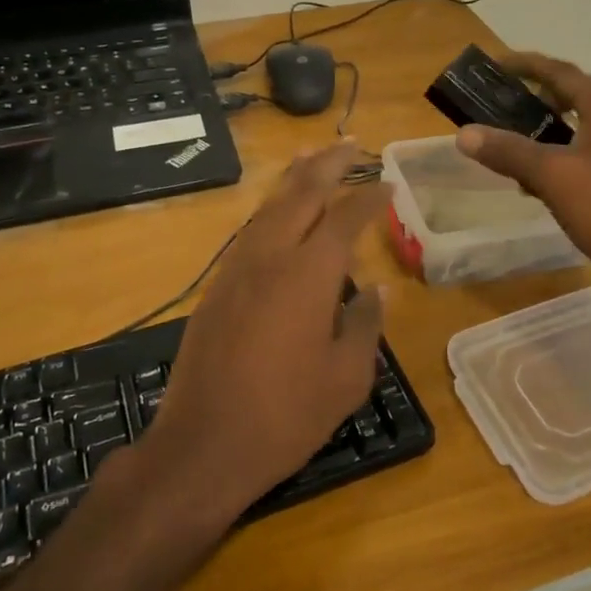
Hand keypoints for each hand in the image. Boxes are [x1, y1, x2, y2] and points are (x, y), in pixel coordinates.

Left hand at [137, 142, 388, 529]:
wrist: (202, 446)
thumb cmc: (285, 416)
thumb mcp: (345, 378)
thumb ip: (363, 325)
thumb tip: (376, 291)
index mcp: (309, 274)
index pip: (346, 218)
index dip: (369, 196)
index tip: (388, 183)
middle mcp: (271, 257)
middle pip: (302, 194)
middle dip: (328, 164)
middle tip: (350, 143)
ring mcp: (237, 269)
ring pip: (270, 206)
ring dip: (294, 179)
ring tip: (312, 159)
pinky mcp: (217, 287)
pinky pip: (251, 231)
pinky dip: (272, 209)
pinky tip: (279, 214)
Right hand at [455, 52, 590, 322]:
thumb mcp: (552, 175)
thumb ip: (508, 151)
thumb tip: (464, 133)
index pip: (561, 72)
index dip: (527, 64)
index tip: (494, 65)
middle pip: (574, 94)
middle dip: (538, 92)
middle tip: (502, 100)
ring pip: (577, 128)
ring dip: (544, 127)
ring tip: (508, 137)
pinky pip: (579, 158)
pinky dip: (553, 158)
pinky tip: (530, 181)